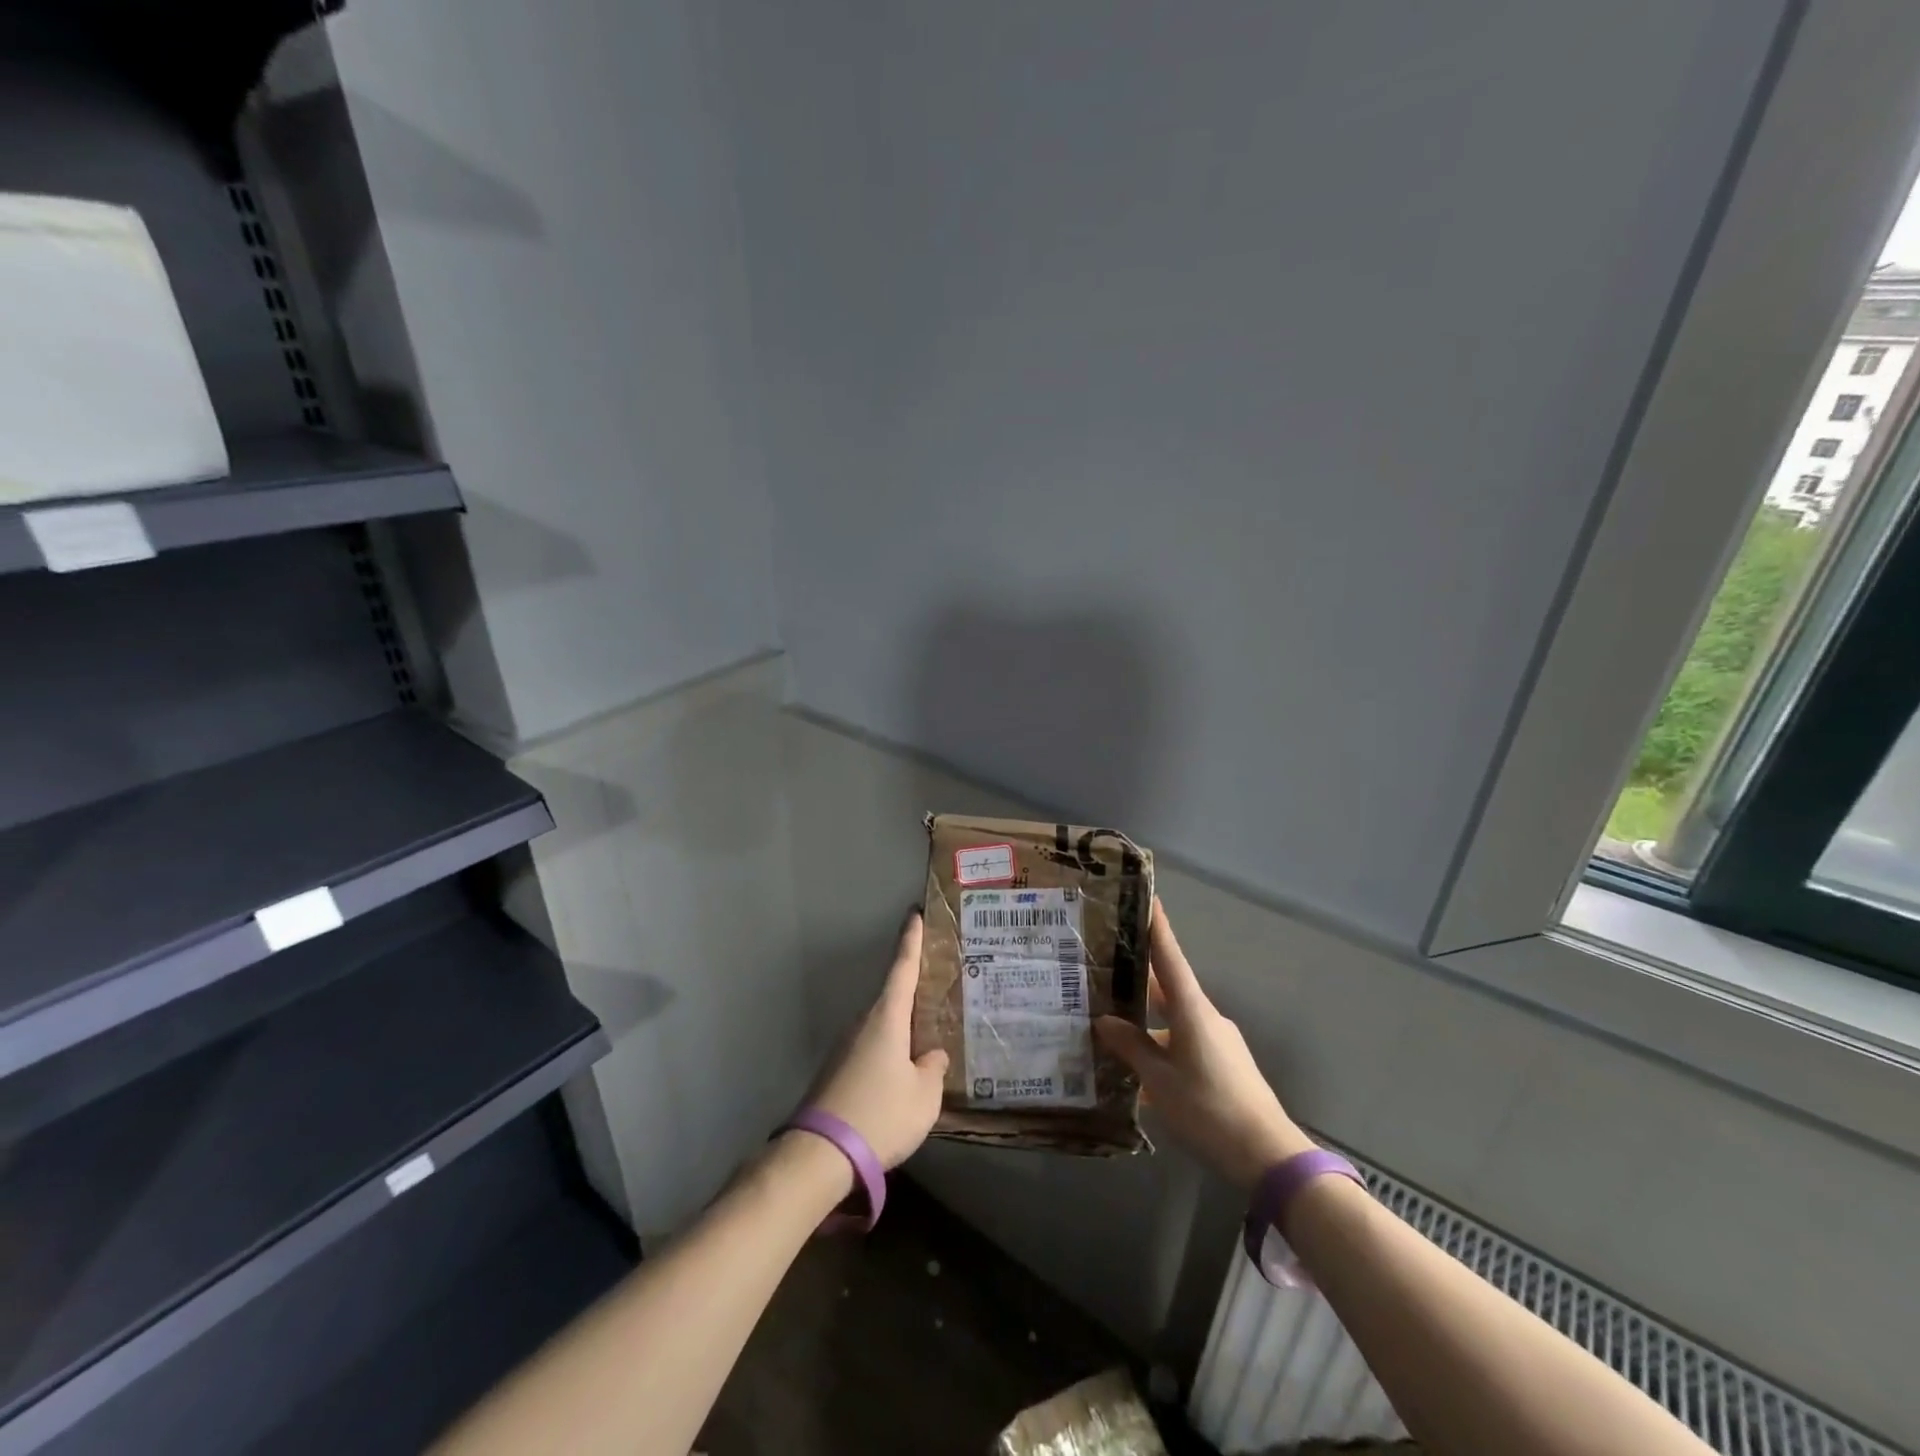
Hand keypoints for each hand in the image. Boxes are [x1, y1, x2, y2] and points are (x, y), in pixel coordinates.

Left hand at [807, 910, 949, 1168]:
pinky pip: (870, 1048)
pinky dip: (888, 1050)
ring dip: (901, 1028)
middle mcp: (863, 1023)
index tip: (914, 914)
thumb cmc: (880, 1115)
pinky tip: (900, 1073)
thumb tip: (931, 1056)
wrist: (820, 1154)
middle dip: (913, 991)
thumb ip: (933, 1070)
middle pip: (892, 997)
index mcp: (886, 1018)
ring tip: (926, 1038)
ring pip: (881, 1026)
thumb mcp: (923, 1096)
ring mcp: (845, 1046)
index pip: (902, 968)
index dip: (911, 941)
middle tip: (938, 988)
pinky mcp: (836, 1070)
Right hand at [1094, 900, 1314, 1188]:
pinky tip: (1139, 1068)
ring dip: (1147, 1019)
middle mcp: (1207, 1018)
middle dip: (1140, 977)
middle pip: (1169, 988)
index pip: (1170, 959)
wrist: (1268, 1156)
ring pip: (1175, 1019)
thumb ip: (1132, 1048)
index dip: (1158, 928)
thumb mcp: (1160, 1081)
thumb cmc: (1209, 1110)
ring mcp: (1218, 1041)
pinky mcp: (1223, 1064)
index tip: (1148, 898)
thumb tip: (1105, 1021)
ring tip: (1113, 1024)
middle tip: (1108, 966)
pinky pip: (1184, 1042)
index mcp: (1193, 1012)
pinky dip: (1161, 1044)